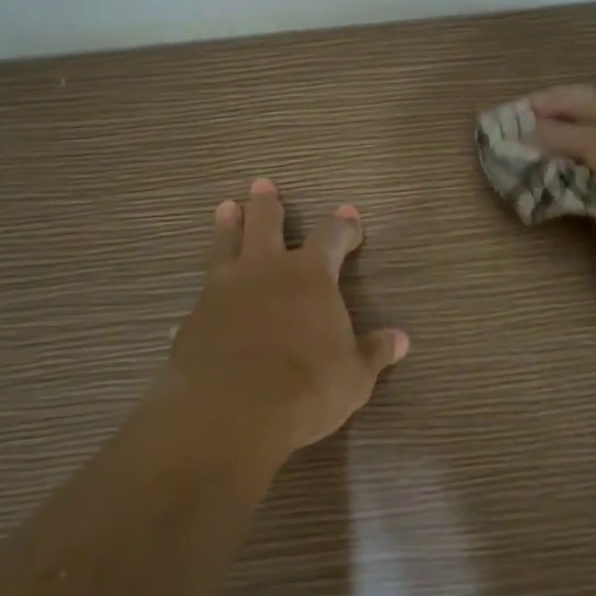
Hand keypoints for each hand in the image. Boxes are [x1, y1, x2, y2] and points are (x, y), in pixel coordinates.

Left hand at [161, 178, 408, 457]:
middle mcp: (265, 271)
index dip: (343, 225)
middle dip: (268, 204)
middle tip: (262, 185)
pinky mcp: (194, 318)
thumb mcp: (354, 374)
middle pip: (266, 223)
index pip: (331, 236)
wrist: (233, 410)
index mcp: (310, 276)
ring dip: (227, 226)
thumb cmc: (307, 386)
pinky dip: (204, 296)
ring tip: (225, 207)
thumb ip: (373, 352)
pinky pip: (200, 298)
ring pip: (225, 246)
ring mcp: (224, 291)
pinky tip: (196, 304)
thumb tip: (401, 340)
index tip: (349, 215)